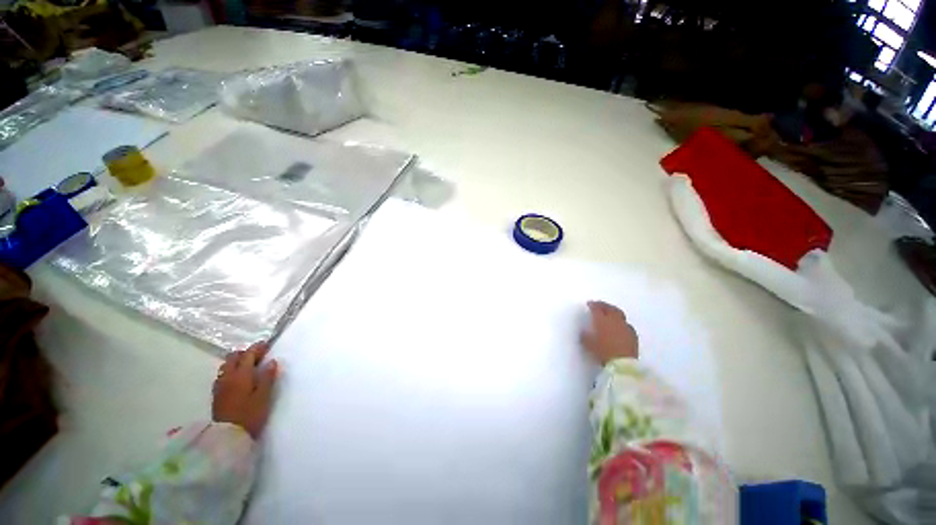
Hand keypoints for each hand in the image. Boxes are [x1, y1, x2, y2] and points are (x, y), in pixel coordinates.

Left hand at [212, 342, 278, 439]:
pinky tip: (238, 378)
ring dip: (237, 361)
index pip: (248, 355)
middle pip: (233, 357)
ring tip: (249, 366)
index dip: (258, 348)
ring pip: (226, 366)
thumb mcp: (264, 396)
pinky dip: (231, 371)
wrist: (227, 437)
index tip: (267, 344)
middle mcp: (227, 377)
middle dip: (245, 353)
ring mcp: (220, 386)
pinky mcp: (217, 395)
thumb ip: (267, 377)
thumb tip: (271, 361)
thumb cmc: (249, 415)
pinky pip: (223, 375)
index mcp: (241, 375)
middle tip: (258, 356)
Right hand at [580, 301, 638, 364]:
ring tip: (610, 313)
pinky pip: (626, 324)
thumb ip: (585, 336)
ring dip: (613, 311)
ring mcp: (625, 326)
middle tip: (599, 305)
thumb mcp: (588, 345)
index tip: (589, 304)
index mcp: (602, 320)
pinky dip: (621, 322)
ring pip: (619, 314)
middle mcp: (614, 320)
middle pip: (609, 308)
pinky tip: (620, 326)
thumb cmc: (603, 352)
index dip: (592, 305)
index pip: (596, 308)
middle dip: (604, 305)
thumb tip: (583, 331)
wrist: (623, 364)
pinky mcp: (633, 334)